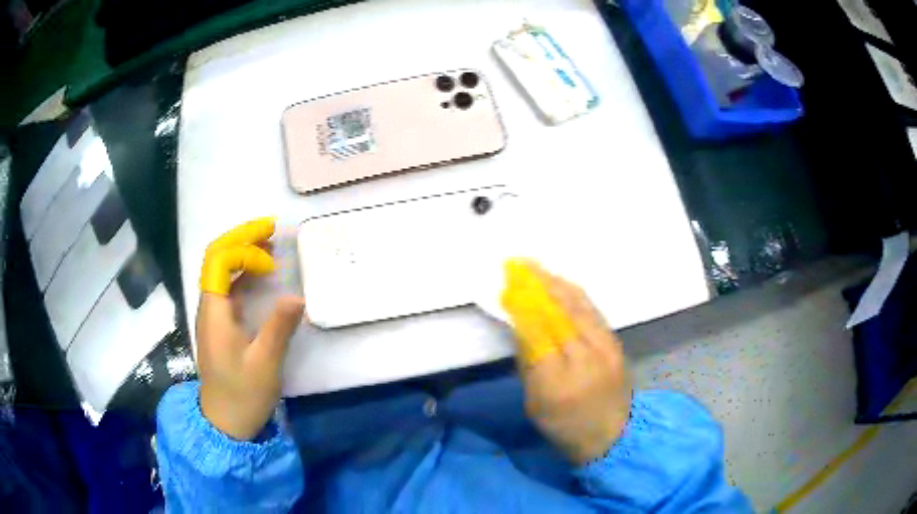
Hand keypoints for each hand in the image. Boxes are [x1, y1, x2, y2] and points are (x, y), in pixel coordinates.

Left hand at [196, 218, 304, 440]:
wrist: (225, 422)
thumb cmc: (243, 394)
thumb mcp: (265, 364)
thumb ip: (279, 328)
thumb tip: (297, 296)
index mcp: (214, 311)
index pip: (219, 261)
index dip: (244, 252)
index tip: (272, 266)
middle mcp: (209, 306)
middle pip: (217, 258)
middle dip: (241, 238)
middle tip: (271, 228)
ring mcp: (213, 314)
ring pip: (221, 270)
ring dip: (242, 252)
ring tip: (269, 242)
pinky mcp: (220, 324)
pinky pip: (228, 287)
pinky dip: (244, 272)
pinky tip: (262, 273)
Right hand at [501, 260, 632, 465]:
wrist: (614, 434)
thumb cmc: (566, 427)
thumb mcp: (535, 404)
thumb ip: (528, 363)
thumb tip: (520, 326)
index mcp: (558, 383)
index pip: (538, 334)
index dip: (522, 307)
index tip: (507, 286)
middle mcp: (586, 359)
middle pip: (560, 313)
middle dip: (537, 285)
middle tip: (518, 264)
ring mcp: (606, 348)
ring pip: (579, 306)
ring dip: (556, 283)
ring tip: (537, 267)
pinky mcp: (615, 343)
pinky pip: (593, 310)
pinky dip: (574, 293)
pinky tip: (562, 283)